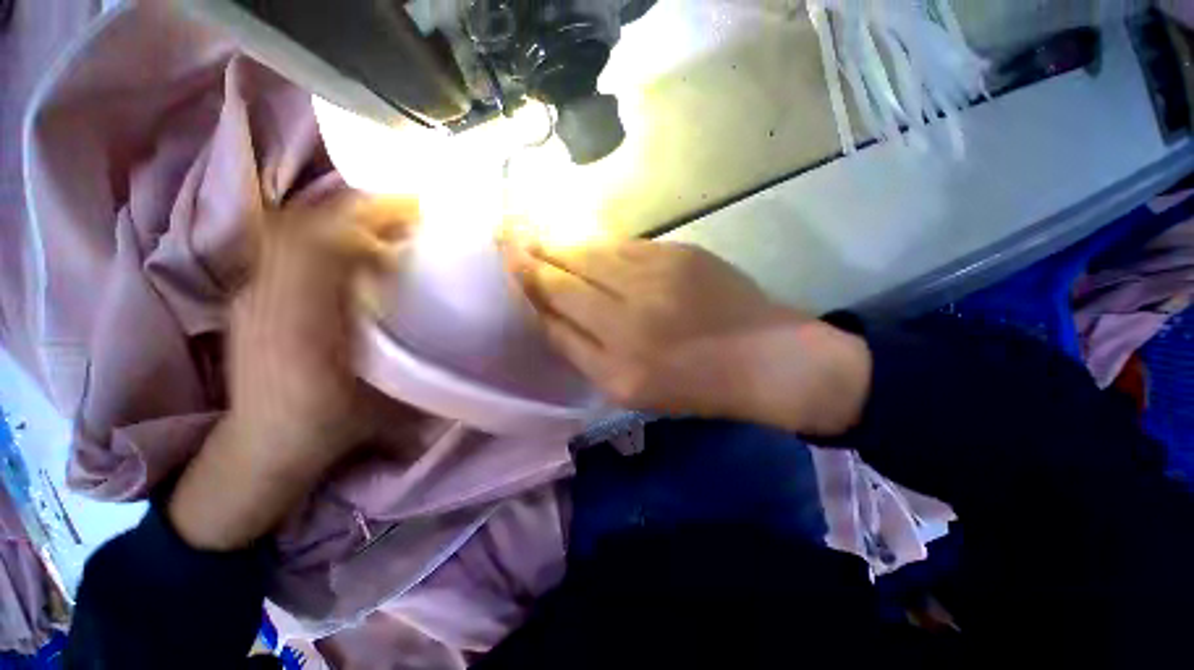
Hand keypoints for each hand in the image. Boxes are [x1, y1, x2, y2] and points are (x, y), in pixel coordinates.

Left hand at [169, 194, 416, 549]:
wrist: (266, 443)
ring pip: (291, 229)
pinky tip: (349, 246)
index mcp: (302, 325)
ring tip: (383, 222)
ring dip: (339, 216)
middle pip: (305, 224)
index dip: (368, 218)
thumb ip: (409, 351)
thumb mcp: (386, 396)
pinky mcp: (248, 294)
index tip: (413, 210)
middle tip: (405, 210)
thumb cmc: (333, 424)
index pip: (324, 244)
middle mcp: (266, 298)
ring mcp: (250, 292)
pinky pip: (283, 245)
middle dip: (358, 208)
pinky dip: (319, 232)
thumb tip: (442, 308)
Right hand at [505, 240, 871, 435]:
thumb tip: (548, 310)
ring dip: (560, 242)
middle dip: (531, 255)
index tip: (507, 263)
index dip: (526, 286)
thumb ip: (584, 350)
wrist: (765, 359)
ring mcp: (656, 280)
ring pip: (591, 253)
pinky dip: (600, 244)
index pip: (553, 314)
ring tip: (535, 230)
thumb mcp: (630, 389)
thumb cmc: (694, 385)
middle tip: (505, 234)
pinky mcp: (680, 254)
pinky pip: (624, 246)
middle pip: (565, 277)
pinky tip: (587, 242)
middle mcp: (628, 320)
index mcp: (615, 366)